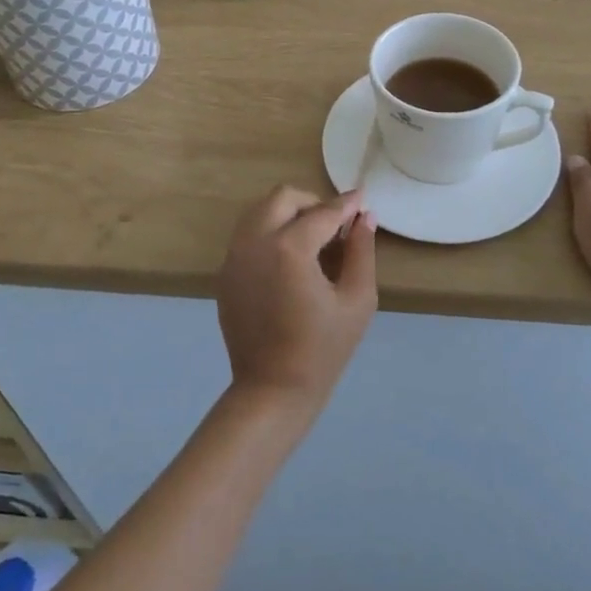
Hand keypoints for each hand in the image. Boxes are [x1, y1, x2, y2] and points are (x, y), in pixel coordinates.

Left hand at [216, 187, 377, 416]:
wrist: (272, 392)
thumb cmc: (322, 350)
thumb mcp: (356, 300)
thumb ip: (361, 251)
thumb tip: (365, 218)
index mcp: (289, 248)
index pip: (322, 213)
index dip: (346, 205)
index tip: (362, 200)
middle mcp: (255, 242)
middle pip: (283, 198)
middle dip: (312, 203)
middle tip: (334, 226)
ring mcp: (234, 257)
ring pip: (260, 212)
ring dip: (288, 215)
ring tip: (312, 241)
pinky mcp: (225, 273)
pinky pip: (248, 236)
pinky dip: (270, 234)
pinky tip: (290, 262)